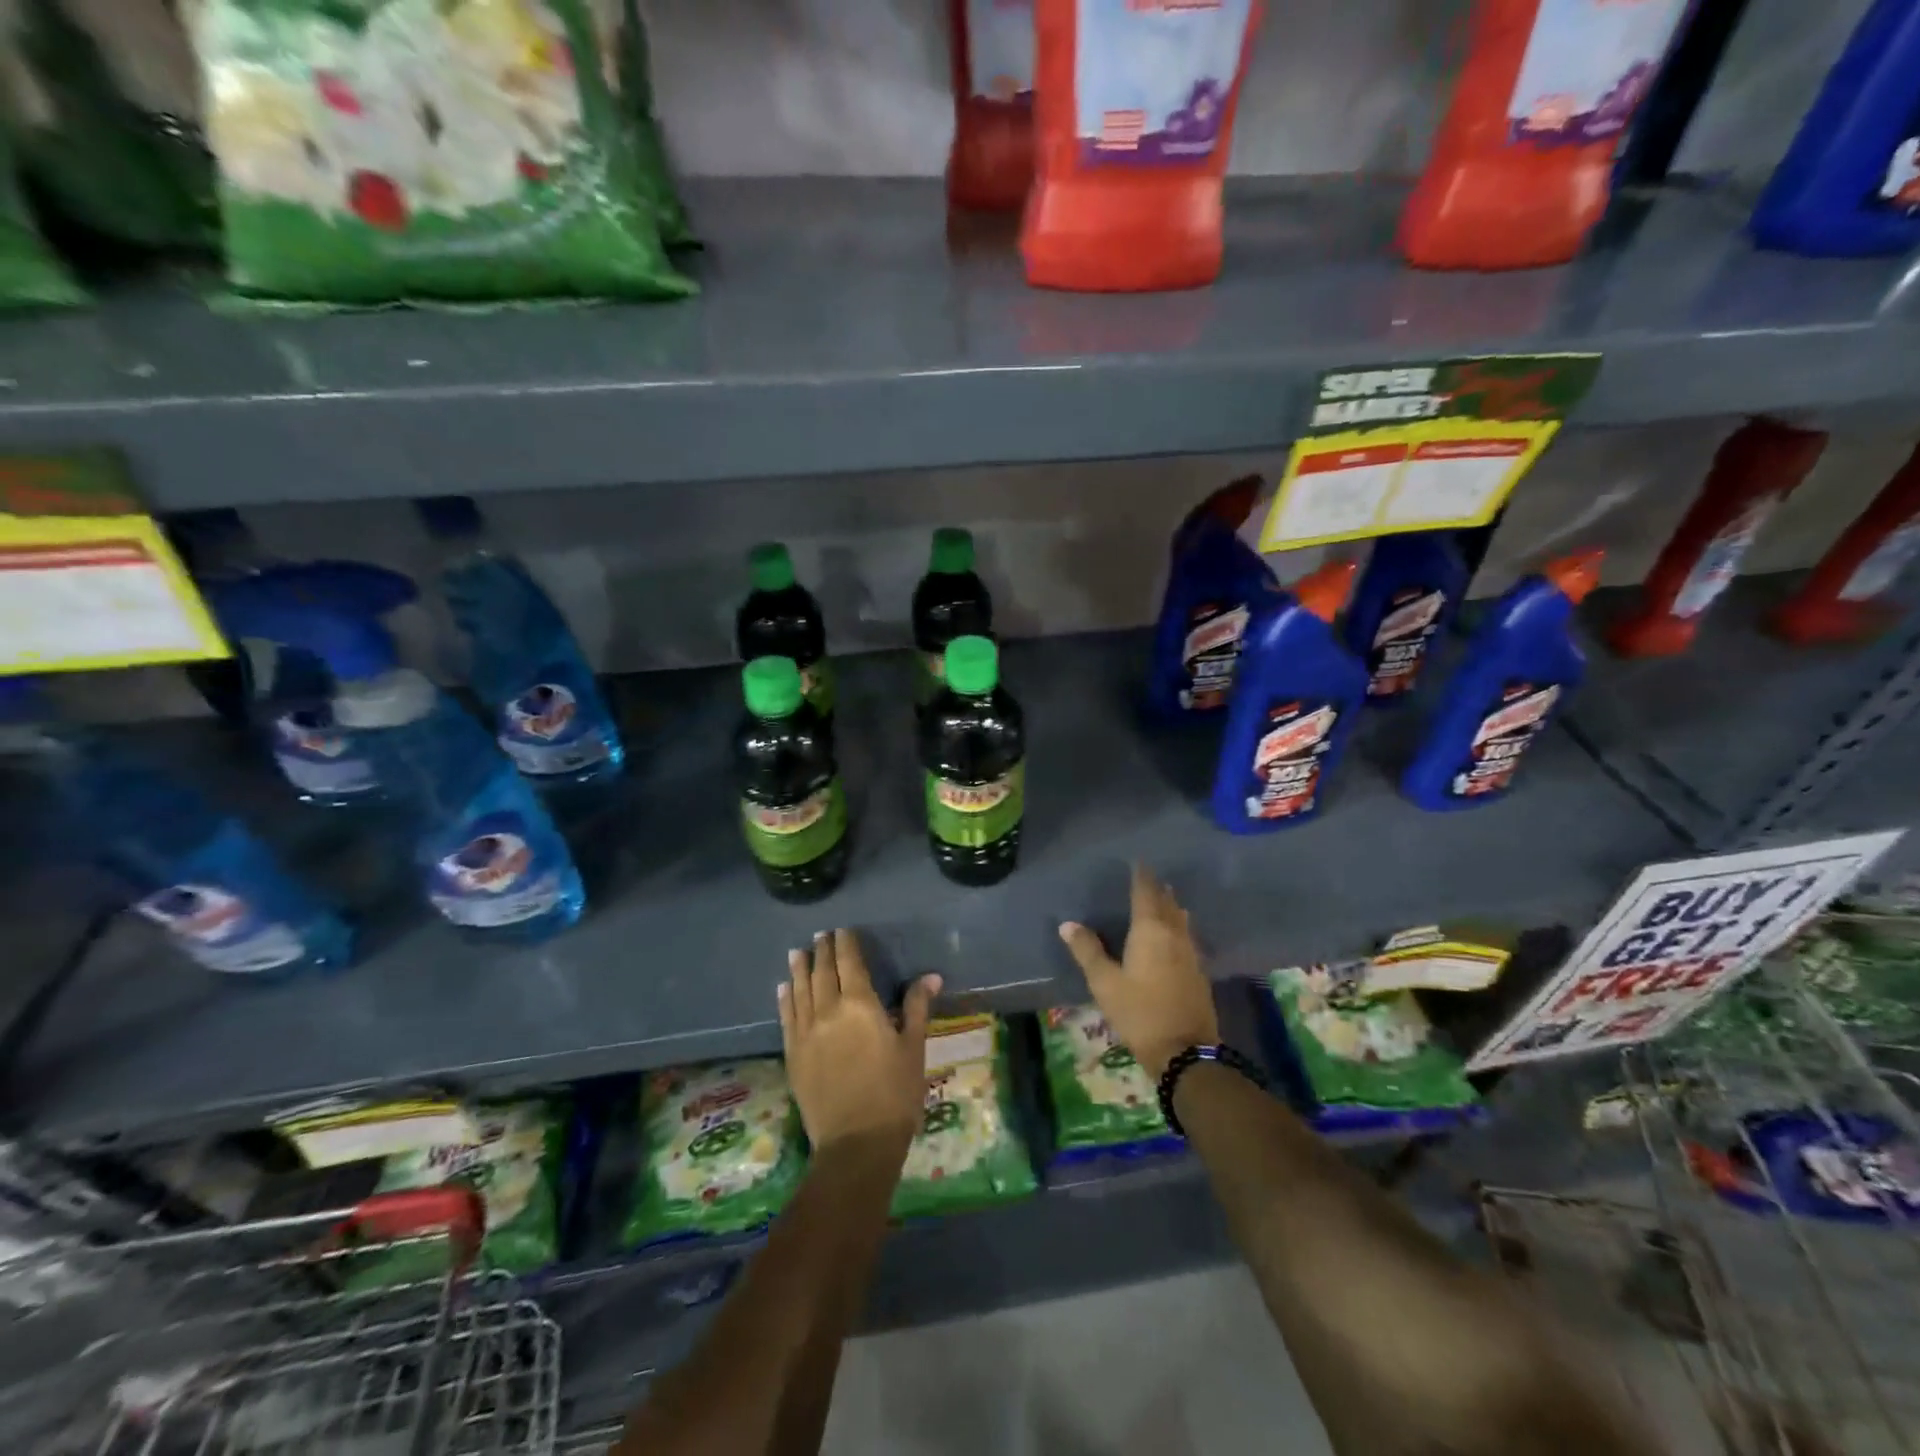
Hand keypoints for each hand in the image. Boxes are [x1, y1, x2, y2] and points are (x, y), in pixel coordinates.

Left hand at [779, 929, 940, 1154]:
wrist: (856, 1144)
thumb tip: (930, 976)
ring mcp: (806, 1033)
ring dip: (800, 969)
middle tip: (822, 935)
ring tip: (797, 952)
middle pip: (823, 972)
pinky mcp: (793, 1055)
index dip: (846, 945)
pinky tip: (785, 988)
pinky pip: (786, 1018)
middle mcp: (828, 1011)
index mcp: (860, 1006)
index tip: (844, 931)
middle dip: (823, 951)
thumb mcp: (913, 1048)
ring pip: (801, 991)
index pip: (850, 964)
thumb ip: (917, 1008)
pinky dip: (785, 999)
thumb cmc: (894, 1094)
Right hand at [1059, 865, 1216, 1077]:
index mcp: (1150, 931)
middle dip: (1158, 889)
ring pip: (1181, 920)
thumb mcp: (1105, 983)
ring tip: (1164, 898)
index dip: (1141, 876)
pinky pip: (1187, 937)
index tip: (1138, 861)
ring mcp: (1191, 953)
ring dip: (1172, 906)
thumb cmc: (1139, 1012)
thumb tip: (1067, 924)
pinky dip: (1179, 927)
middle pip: (1167, 903)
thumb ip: (1087, 951)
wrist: (1185, 1051)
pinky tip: (1176, 935)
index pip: (1146, 893)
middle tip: (1148, 877)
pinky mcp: (1199, 972)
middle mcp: (1174, 935)